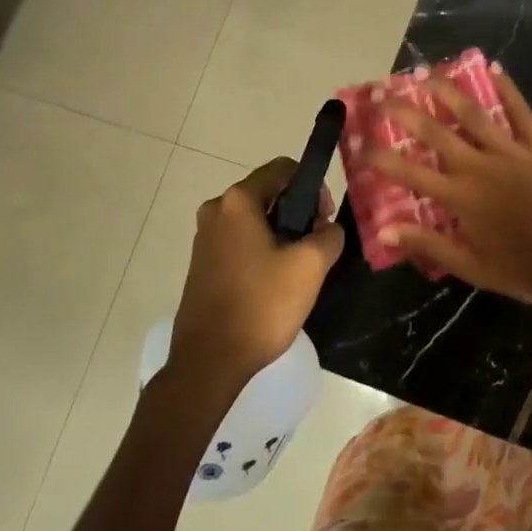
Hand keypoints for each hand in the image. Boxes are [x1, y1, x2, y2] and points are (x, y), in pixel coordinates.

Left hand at [170, 158, 345, 386]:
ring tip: (298, 270)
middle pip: (269, 194)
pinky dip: (262, 252)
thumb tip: (327, 229)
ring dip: (281, 235)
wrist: (209, 361)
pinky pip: (240, 242)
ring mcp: (204, 238)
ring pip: (255, 220)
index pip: (283, 169)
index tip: (324, 222)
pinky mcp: (202, 264)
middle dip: (298, 213)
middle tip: (316, 248)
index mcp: (237, 200)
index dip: (313, 188)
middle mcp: (215, 210)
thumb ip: (329, 234)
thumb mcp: (310, 265)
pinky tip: (274, 284)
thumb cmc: (261, 305)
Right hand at [368, 64, 531, 308]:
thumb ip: (427, 244)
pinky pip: (520, 112)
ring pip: (473, 114)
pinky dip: (508, 89)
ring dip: (447, 90)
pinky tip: (494, 67)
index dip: (380, 156)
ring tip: (426, 71)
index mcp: (459, 197)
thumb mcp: (470, 267)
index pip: (409, 172)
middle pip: (435, 132)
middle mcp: (478, 166)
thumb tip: (384, 230)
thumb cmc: (521, 268)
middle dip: (405, 111)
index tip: (358, 141)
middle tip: (383, 91)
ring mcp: (509, 152)